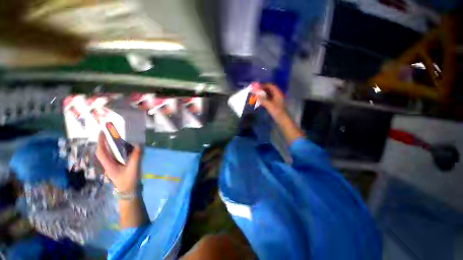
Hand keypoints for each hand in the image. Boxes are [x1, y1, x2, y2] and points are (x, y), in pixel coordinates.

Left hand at [96, 133, 141, 192]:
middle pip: (103, 152)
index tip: (102, 132)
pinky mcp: (118, 168)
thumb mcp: (134, 168)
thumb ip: (137, 156)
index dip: (100, 142)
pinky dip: (117, 151)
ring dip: (110, 146)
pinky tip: (124, 149)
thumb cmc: (129, 181)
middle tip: (110, 134)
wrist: (129, 192)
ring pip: (109, 155)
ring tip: (117, 139)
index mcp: (109, 165)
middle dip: (104, 142)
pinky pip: (115, 157)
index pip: (101, 152)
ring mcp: (113, 167)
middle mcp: (109, 165)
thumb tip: (139, 144)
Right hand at [257, 84, 304, 143]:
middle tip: (255, 90)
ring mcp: (275, 101)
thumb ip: (263, 99)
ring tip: (256, 95)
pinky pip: (268, 99)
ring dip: (262, 94)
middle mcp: (277, 96)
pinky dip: (263, 99)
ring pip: (268, 95)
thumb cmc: (277, 113)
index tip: (257, 86)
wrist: (282, 121)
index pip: (271, 86)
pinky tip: (259, 101)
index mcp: (278, 94)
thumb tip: (256, 94)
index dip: (264, 85)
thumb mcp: (270, 105)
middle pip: (269, 90)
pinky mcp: (274, 105)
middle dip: (262, 89)